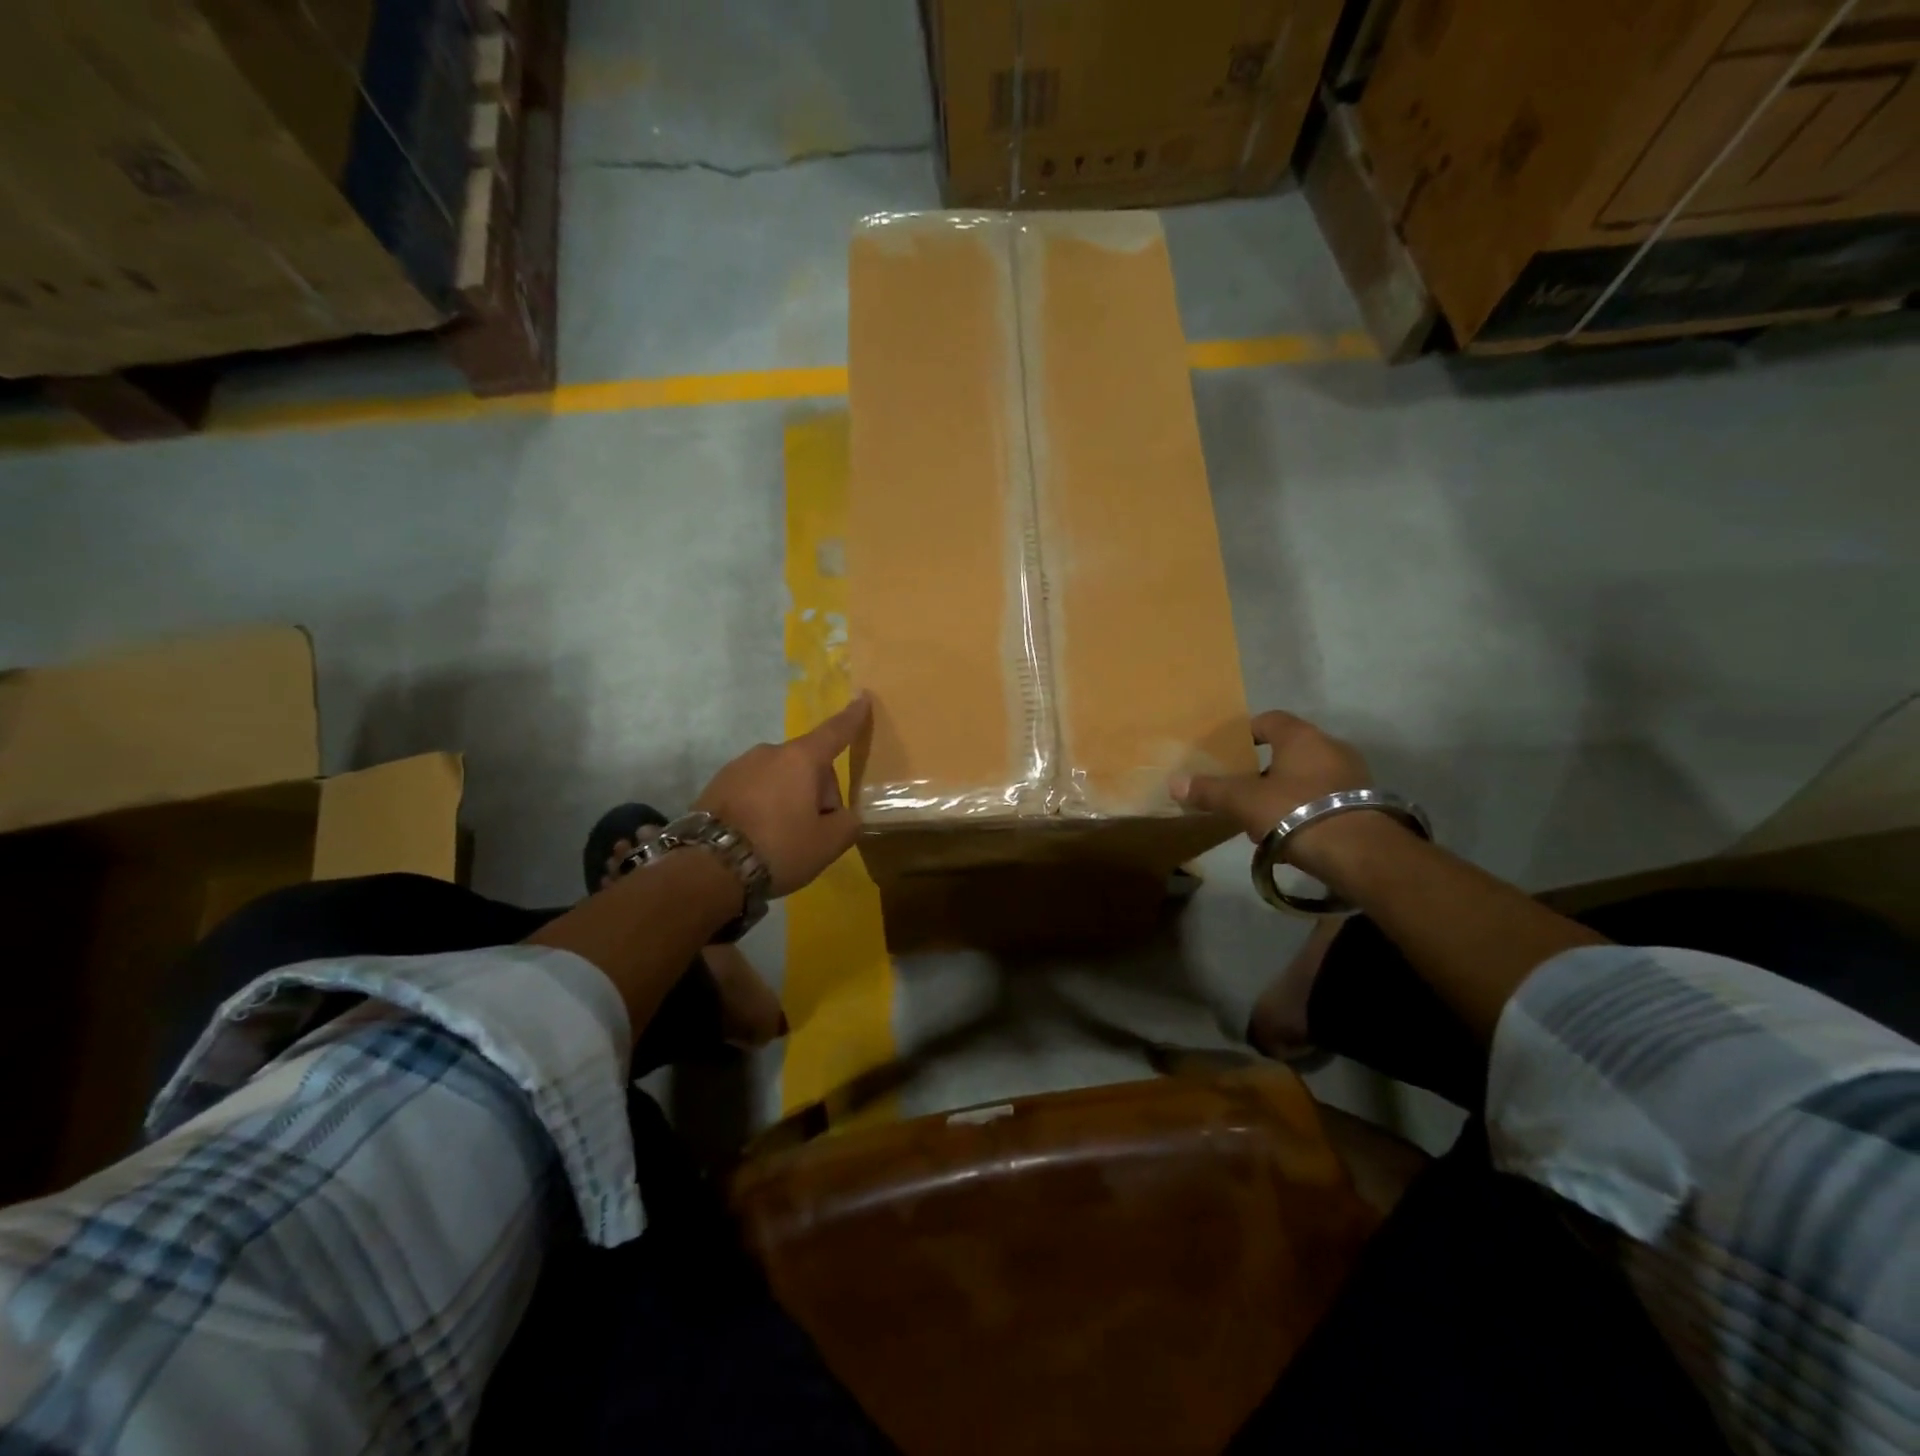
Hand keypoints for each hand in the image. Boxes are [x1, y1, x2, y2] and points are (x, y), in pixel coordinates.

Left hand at [694, 694, 871, 896]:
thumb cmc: (779, 847)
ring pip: (780, 777)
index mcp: (801, 759)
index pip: (835, 732)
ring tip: (782, 837)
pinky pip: (754, 788)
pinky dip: (763, 805)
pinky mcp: (716, 784)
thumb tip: (844, 815)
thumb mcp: (828, 843)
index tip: (862, 699)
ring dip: (789, 798)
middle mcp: (769, 752)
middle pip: (808, 765)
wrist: (708, 867)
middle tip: (815, 831)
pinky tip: (758, 835)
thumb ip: (848, 823)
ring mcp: (739, 766)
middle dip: (818, 791)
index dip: (853, 718)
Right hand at [1171, 710, 1371, 851]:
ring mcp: (1353, 775)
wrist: (1359, 853)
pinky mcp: (1365, 804)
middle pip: (1288, 750)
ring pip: (1307, 776)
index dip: (1246, 733)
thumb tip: (1174, 783)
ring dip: (1284, 793)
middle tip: (1241, 791)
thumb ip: (1210, 791)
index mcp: (1302, 737)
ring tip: (1262, 820)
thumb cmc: (1295, 812)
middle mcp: (1331, 747)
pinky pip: (1324, 799)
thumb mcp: (1243, 802)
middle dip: (1263, 770)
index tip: (1229, 753)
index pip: (1269, 720)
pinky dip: (1305, 810)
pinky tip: (1290, 835)